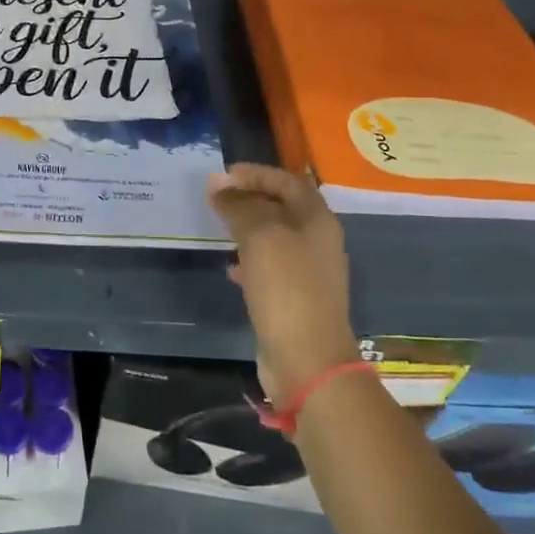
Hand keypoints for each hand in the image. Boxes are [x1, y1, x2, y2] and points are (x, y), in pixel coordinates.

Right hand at [207, 163, 359, 405]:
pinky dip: (249, 260)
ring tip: (219, 227)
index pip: (288, 182)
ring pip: (275, 237)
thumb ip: (239, 206)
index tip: (224, 174)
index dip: (257, 173)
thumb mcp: (260, 237)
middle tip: (217, 197)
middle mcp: (317, 241)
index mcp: (317, 220)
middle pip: (283, 207)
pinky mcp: (295, 299)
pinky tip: (230, 268)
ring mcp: (309, 272)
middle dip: (250, 198)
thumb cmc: (287, 288)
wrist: (308, 360)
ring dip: (248, 227)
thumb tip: (218, 185)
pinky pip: (270, 267)